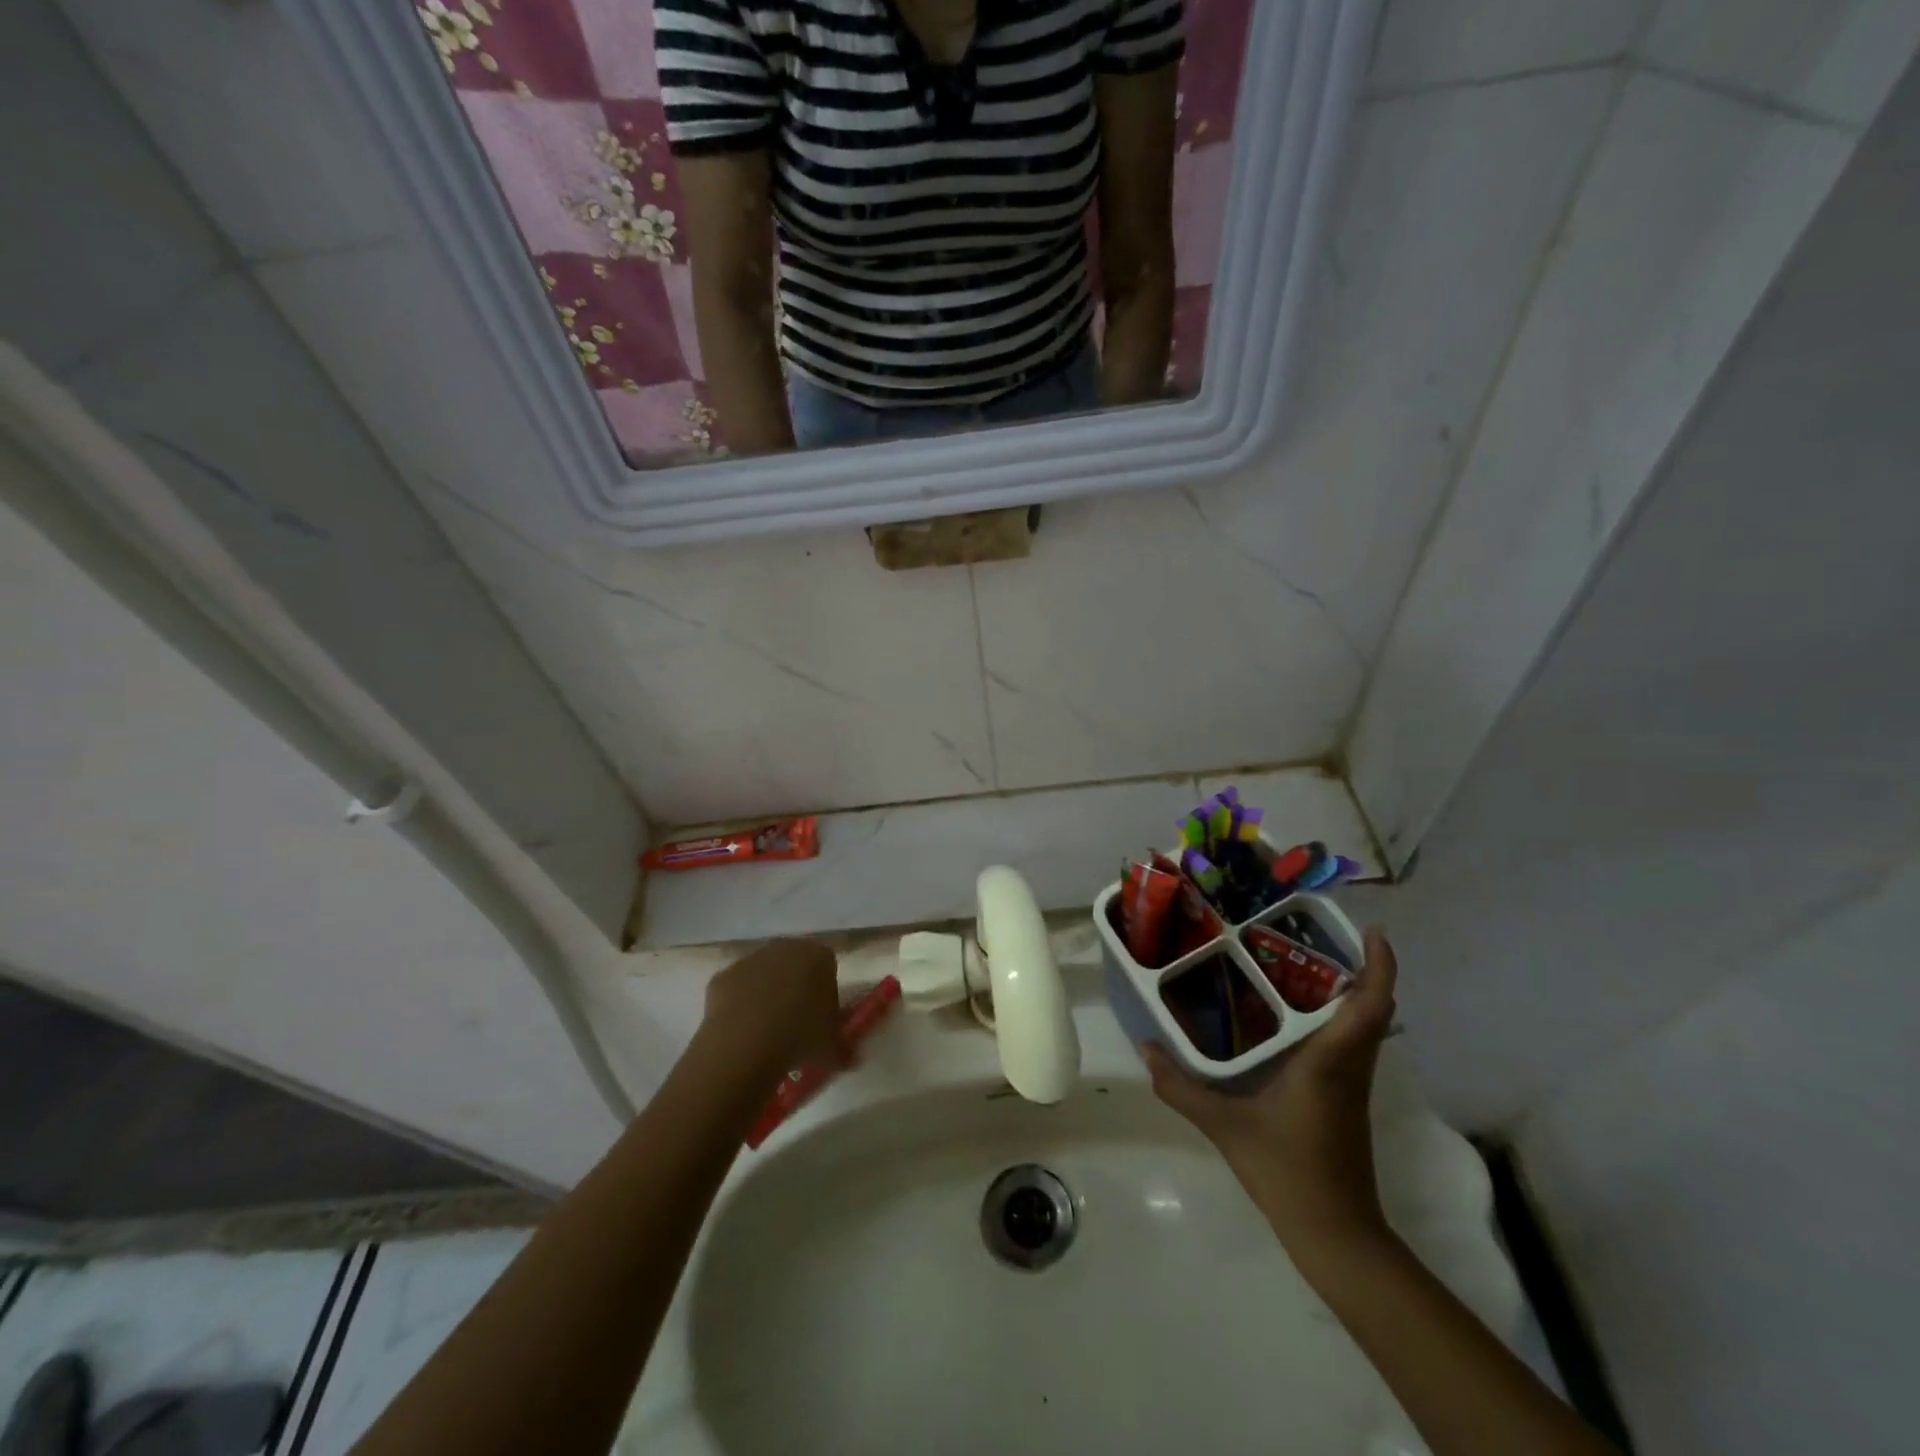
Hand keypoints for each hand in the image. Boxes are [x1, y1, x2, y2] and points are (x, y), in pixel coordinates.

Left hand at [700, 939, 847, 1077]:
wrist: (747, 1043)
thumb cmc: (800, 1036)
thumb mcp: (832, 1048)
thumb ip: (843, 1049)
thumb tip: (850, 1059)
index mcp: (818, 956)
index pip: (827, 967)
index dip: (824, 992)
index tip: (820, 1018)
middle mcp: (785, 948)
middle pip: (793, 965)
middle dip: (794, 988)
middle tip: (794, 1023)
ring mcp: (750, 959)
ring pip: (763, 975)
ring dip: (765, 995)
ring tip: (765, 1032)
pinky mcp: (723, 976)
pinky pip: (736, 989)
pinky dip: (738, 1006)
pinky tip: (741, 1033)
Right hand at [1145, 930, 1399, 1264]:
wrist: (1336, 1235)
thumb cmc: (1287, 1171)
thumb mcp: (1225, 1126)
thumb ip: (1181, 1087)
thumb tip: (1145, 1048)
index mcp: (1330, 1062)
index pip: (1371, 1006)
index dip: (1380, 967)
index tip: (1374, 933)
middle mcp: (1350, 1067)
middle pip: (1374, 1009)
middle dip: (1361, 969)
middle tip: (1319, 937)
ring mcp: (1353, 1086)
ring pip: (1365, 1028)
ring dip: (1351, 994)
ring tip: (1303, 966)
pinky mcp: (1347, 1101)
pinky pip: (1352, 1045)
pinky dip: (1338, 1020)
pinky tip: (1294, 1019)